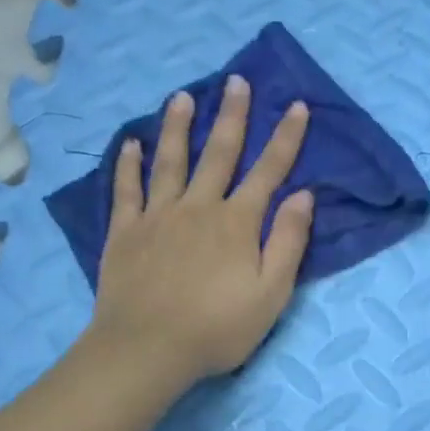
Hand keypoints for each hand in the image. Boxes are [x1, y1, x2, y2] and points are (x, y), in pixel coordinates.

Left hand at [85, 74, 314, 390]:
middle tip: (236, 81)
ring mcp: (158, 216)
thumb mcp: (271, 293)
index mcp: (238, 222)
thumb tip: (304, 195)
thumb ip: (288, 241)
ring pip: (171, 161)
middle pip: (220, 153)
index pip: (269, 171)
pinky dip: (130, 164)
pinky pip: (127, 189)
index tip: (297, 107)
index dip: (286, 138)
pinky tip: (132, 144)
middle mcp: (199, 207)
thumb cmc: (218, 327)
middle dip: (233, 116)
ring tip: (182, 96)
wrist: (147, 349)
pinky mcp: (125, 232)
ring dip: (178, 126)